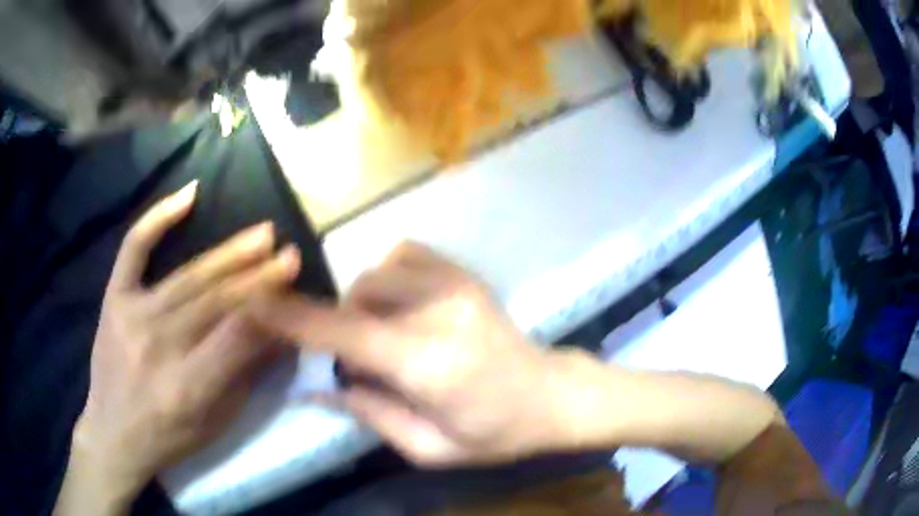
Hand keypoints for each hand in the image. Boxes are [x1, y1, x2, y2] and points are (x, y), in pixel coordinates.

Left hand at [58, 182, 300, 513]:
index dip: (271, 305)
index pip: (237, 334)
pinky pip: (134, 249)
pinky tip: (188, 195)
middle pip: (215, 300)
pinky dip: (158, 219)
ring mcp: (132, 315)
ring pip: (188, 276)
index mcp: (187, 385)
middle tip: (288, 252)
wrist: (113, 432)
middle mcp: (158, 344)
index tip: (295, 282)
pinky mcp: (114, 298)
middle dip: (258, 276)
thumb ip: (244, 375)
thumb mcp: (216, 422)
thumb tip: (276, 333)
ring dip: (229, 254)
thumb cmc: (169, 437)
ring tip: (263, 233)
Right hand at [250, 242, 577, 466]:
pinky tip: (403, 306)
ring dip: (363, 304)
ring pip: (375, 273)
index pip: (346, 334)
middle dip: (342, 329)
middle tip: (365, 364)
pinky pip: (404, 254)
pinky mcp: (465, 273)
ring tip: (386, 336)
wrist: (552, 396)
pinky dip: (387, 277)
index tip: (254, 303)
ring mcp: (456, 284)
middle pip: (356, 298)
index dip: (294, 319)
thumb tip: (316, 389)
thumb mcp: (430, 448)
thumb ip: (369, 414)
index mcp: (429, 364)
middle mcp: (439, 312)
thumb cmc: (495, 434)